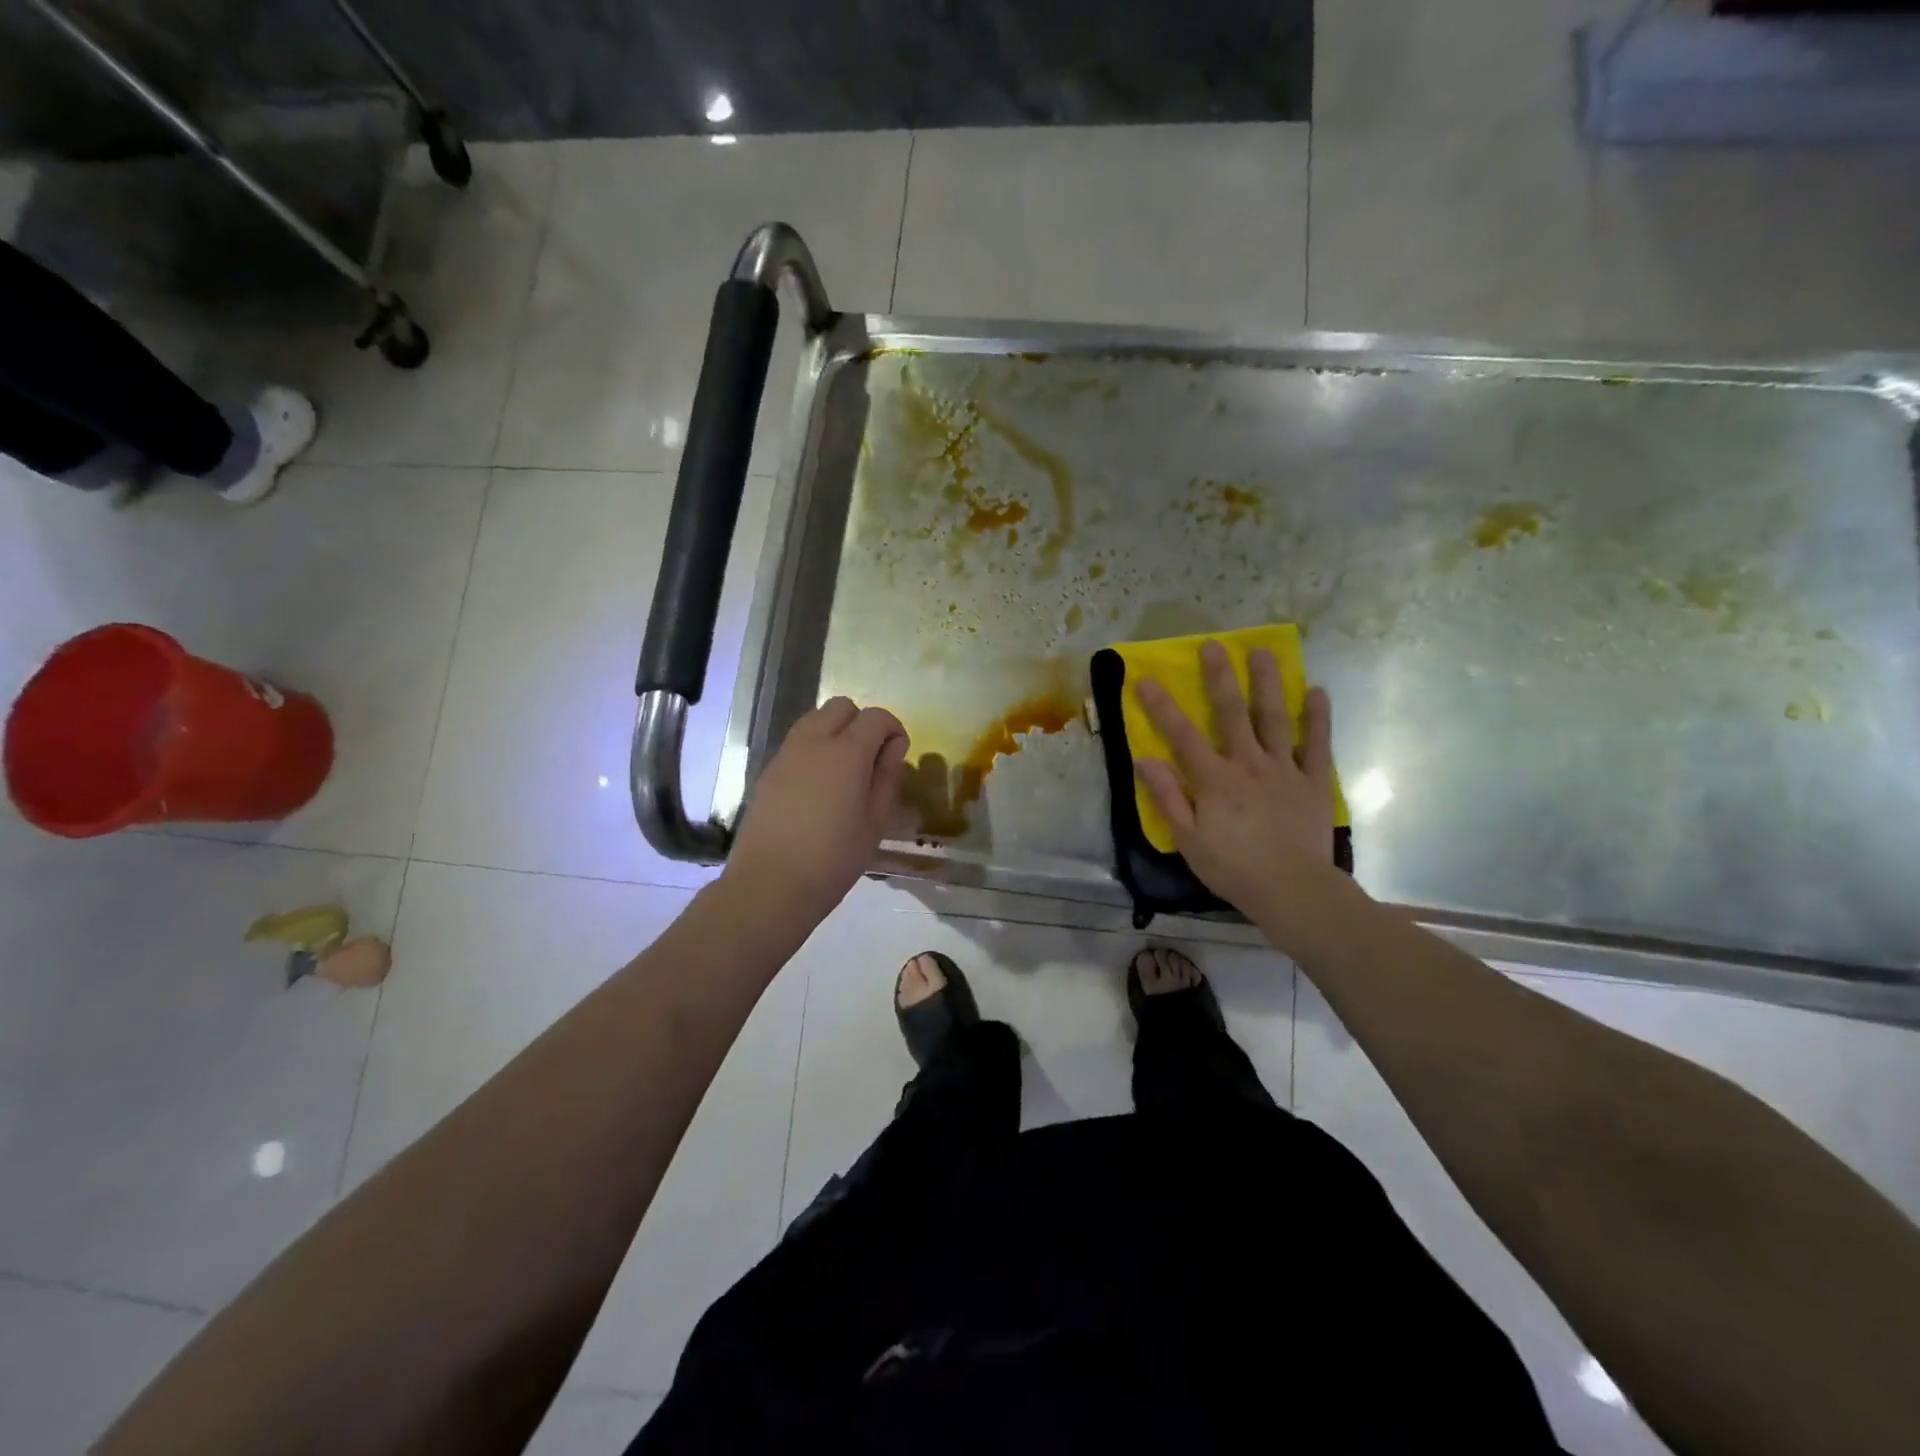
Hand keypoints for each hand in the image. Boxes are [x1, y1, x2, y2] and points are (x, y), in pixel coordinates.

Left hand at [721, 697, 909, 927]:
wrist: (770, 884)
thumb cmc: (834, 858)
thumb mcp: (875, 822)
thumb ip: (887, 776)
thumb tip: (895, 746)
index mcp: (847, 752)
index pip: (876, 717)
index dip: (893, 729)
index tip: (897, 755)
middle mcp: (814, 741)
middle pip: (841, 706)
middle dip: (862, 722)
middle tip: (871, 758)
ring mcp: (786, 754)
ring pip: (815, 719)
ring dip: (835, 731)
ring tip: (845, 770)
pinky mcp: (768, 771)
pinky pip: (797, 742)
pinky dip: (814, 748)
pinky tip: (819, 786)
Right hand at [1133, 640, 1338, 921]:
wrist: (1294, 891)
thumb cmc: (1234, 869)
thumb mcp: (1188, 840)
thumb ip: (1169, 797)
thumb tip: (1144, 760)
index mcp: (1214, 779)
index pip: (1181, 735)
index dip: (1161, 706)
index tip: (1144, 678)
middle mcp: (1248, 764)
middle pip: (1231, 713)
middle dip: (1219, 677)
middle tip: (1213, 645)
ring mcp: (1284, 770)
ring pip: (1273, 719)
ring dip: (1267, 684)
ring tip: (1264, 651)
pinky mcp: (1313, 782)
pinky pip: (1317, 746)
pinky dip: (1317, 719)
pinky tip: (1317, 692)